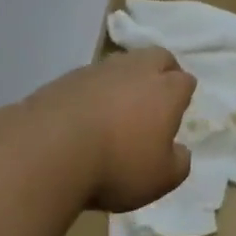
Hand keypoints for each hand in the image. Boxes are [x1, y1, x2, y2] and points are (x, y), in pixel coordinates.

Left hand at [21, 49, 194, 211]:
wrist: (50, 149)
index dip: (182, 95)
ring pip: (123, 62)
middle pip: (158, 57)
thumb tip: (180, 151)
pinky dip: (95, 91)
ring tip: (118, 107)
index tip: (175, 114)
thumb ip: (178, 163)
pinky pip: (91, 78)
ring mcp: (100, 70)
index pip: (185, 81)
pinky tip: (87, 114)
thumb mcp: (160, 179)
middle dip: (162, 71)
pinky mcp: (68, 77)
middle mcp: (137, 70)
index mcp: (166, 91)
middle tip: (155, 97)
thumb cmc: (117, 165)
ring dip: (126, 79)